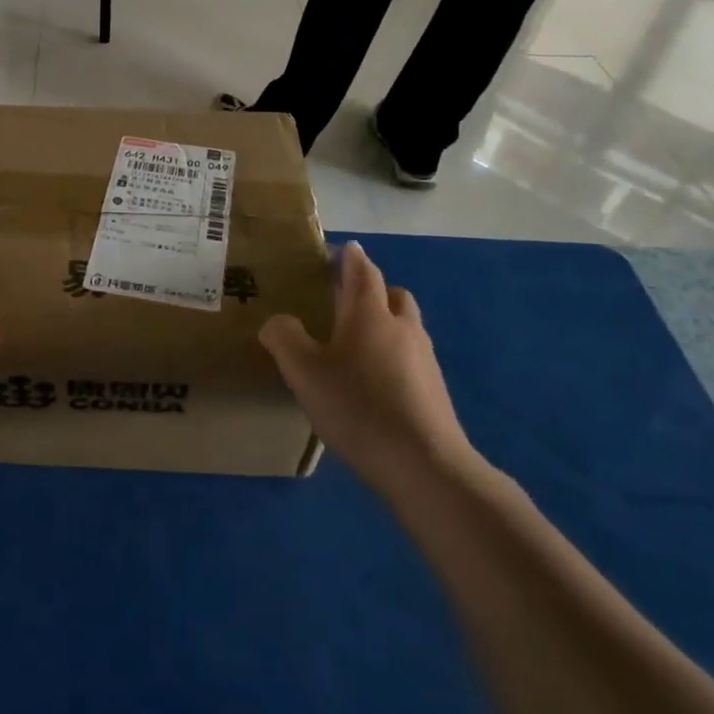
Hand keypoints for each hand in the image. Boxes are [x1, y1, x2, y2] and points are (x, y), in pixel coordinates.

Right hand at [258, 241, 475, 488]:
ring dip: (385, 323)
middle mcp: (402, 327)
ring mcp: (424, 359)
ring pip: (405, 326)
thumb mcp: (303, 372)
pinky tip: (374, 383)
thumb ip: (284, 338)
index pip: (363, 271)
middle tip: (345, 300)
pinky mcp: (435, 390)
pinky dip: (393, 355)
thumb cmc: (358, 407)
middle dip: (372, 290)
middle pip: (392, 294)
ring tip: (357, 344)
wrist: (424, 464)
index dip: (351, 257)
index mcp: (369, 313)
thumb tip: (278, 321)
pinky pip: (411, 357)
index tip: (342, 249)